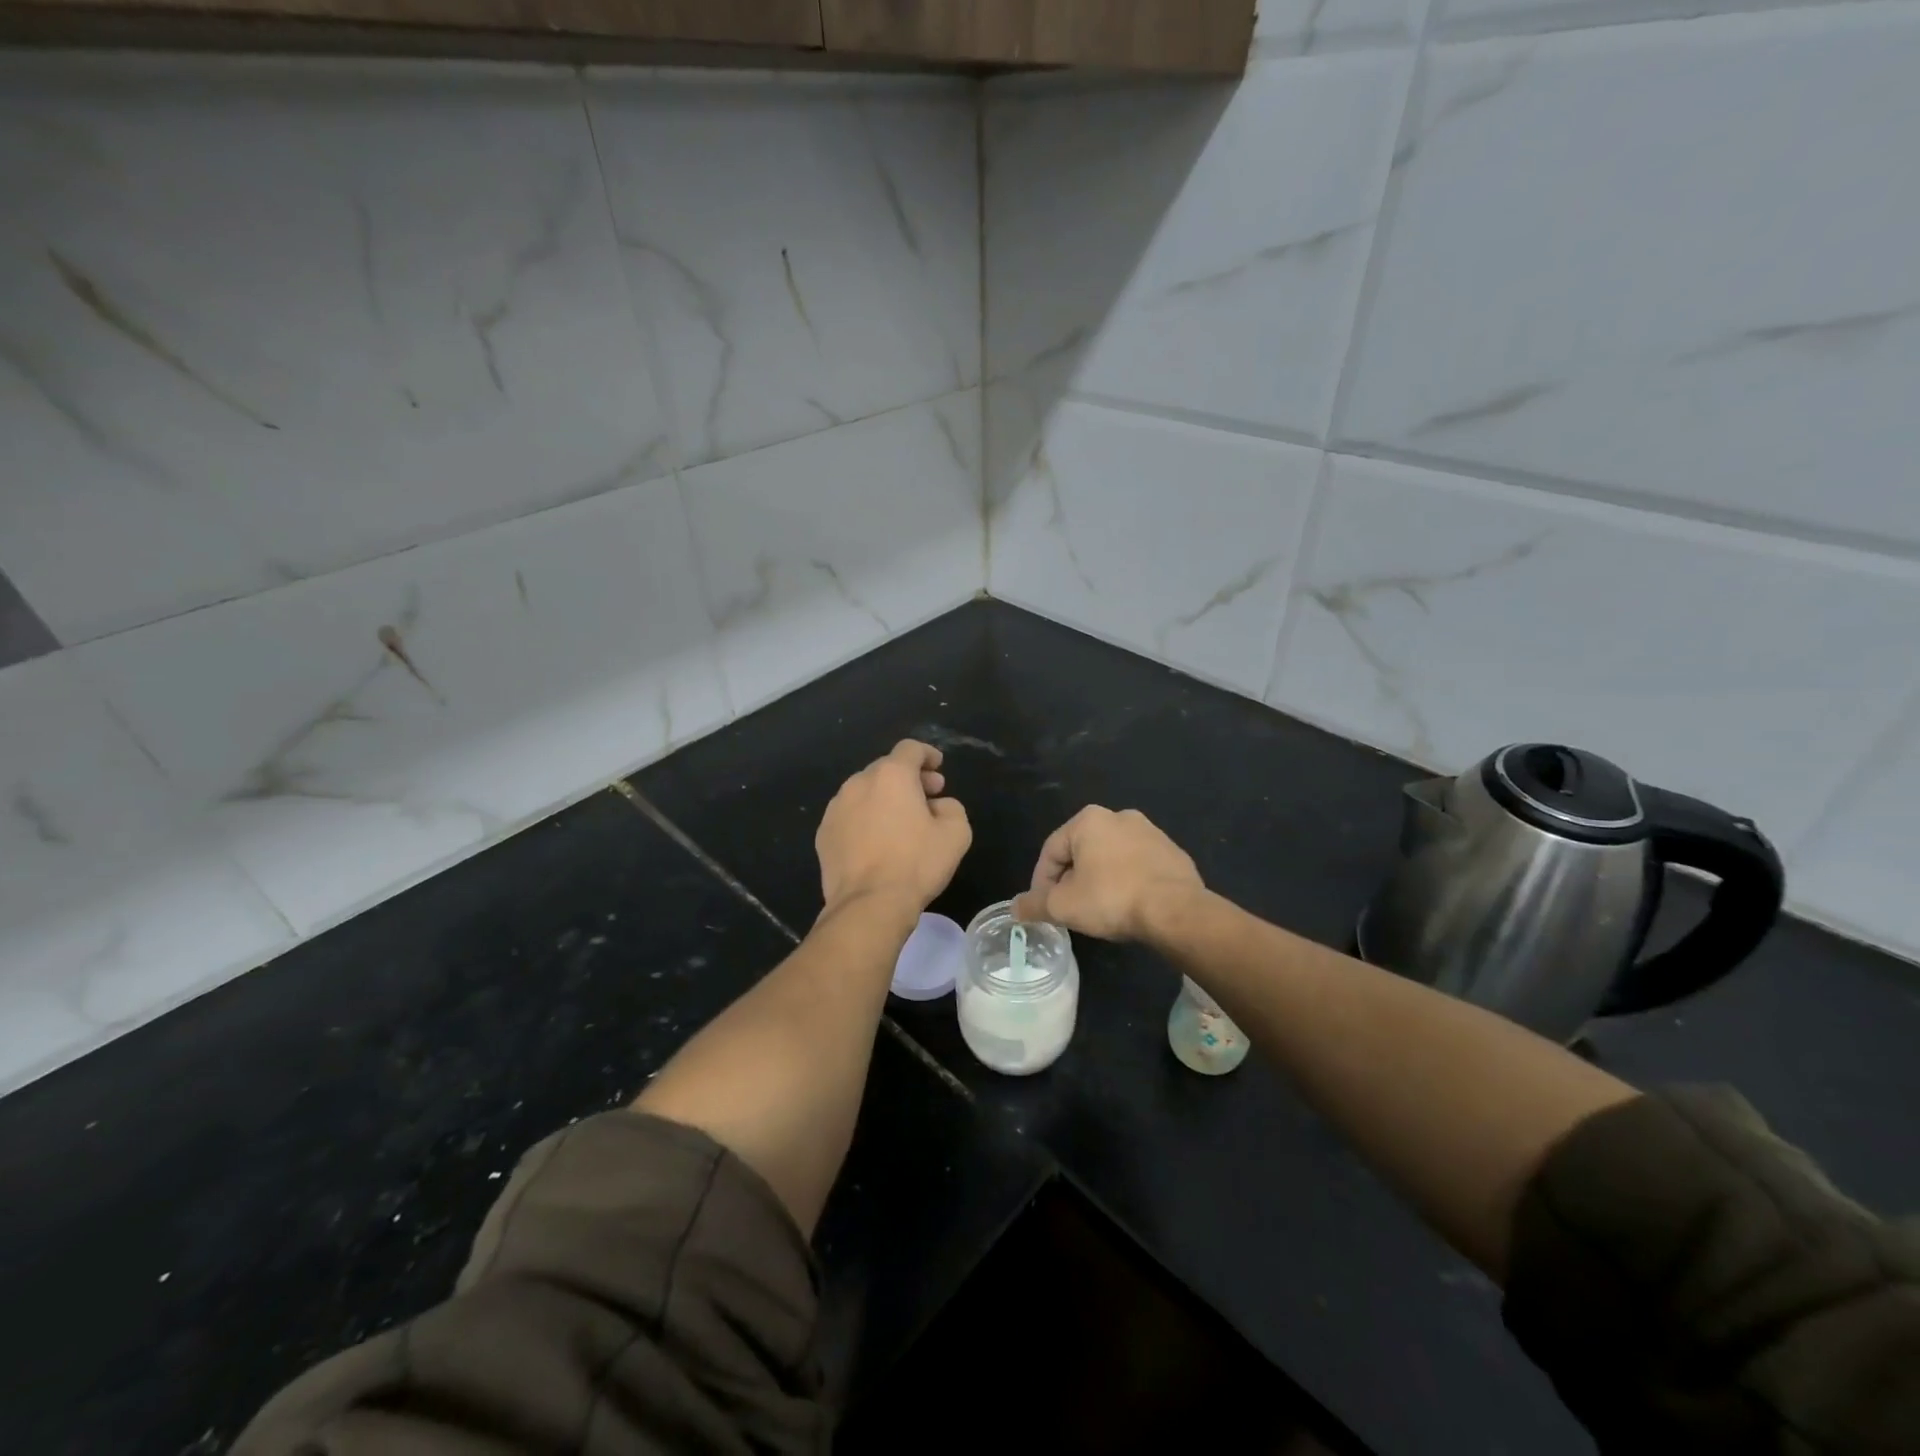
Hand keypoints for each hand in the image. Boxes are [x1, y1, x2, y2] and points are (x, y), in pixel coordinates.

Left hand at [816, 740, 971, 916]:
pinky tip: (876, 843)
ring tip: (900, 822)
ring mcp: (835, 809)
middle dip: (908, 778)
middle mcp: (858, 783)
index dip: (927, 754)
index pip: (910, 749)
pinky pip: (849, 816)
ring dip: (884, 798)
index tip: (938, 768)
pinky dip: (865, 819)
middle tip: (928, 797)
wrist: (868, 904)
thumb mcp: (956, 833)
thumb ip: (951, 808)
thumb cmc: (916, 863)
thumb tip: (937, 806)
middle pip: (886, 768)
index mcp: (891, 775)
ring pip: (864, 792)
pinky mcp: (823, 834)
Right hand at [1011, 806, 1202, 941]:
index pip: (1051, 851)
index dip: (1040, 882)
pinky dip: (1127, 883)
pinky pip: (1138, 867)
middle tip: (1069, 909)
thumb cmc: (1111, 899)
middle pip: (1081, 852)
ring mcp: (1151, 832)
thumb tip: (1015, 908)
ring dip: (1099, 880)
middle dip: (1071, 880)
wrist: (1176, 910)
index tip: (1042, 907)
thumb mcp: (1062, 906)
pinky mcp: (1173, 853)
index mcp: (1088, 820)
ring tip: (1099, 910)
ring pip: (1111, 858)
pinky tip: (1128, 907)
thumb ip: (1034, 904)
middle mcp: (1120, 816)